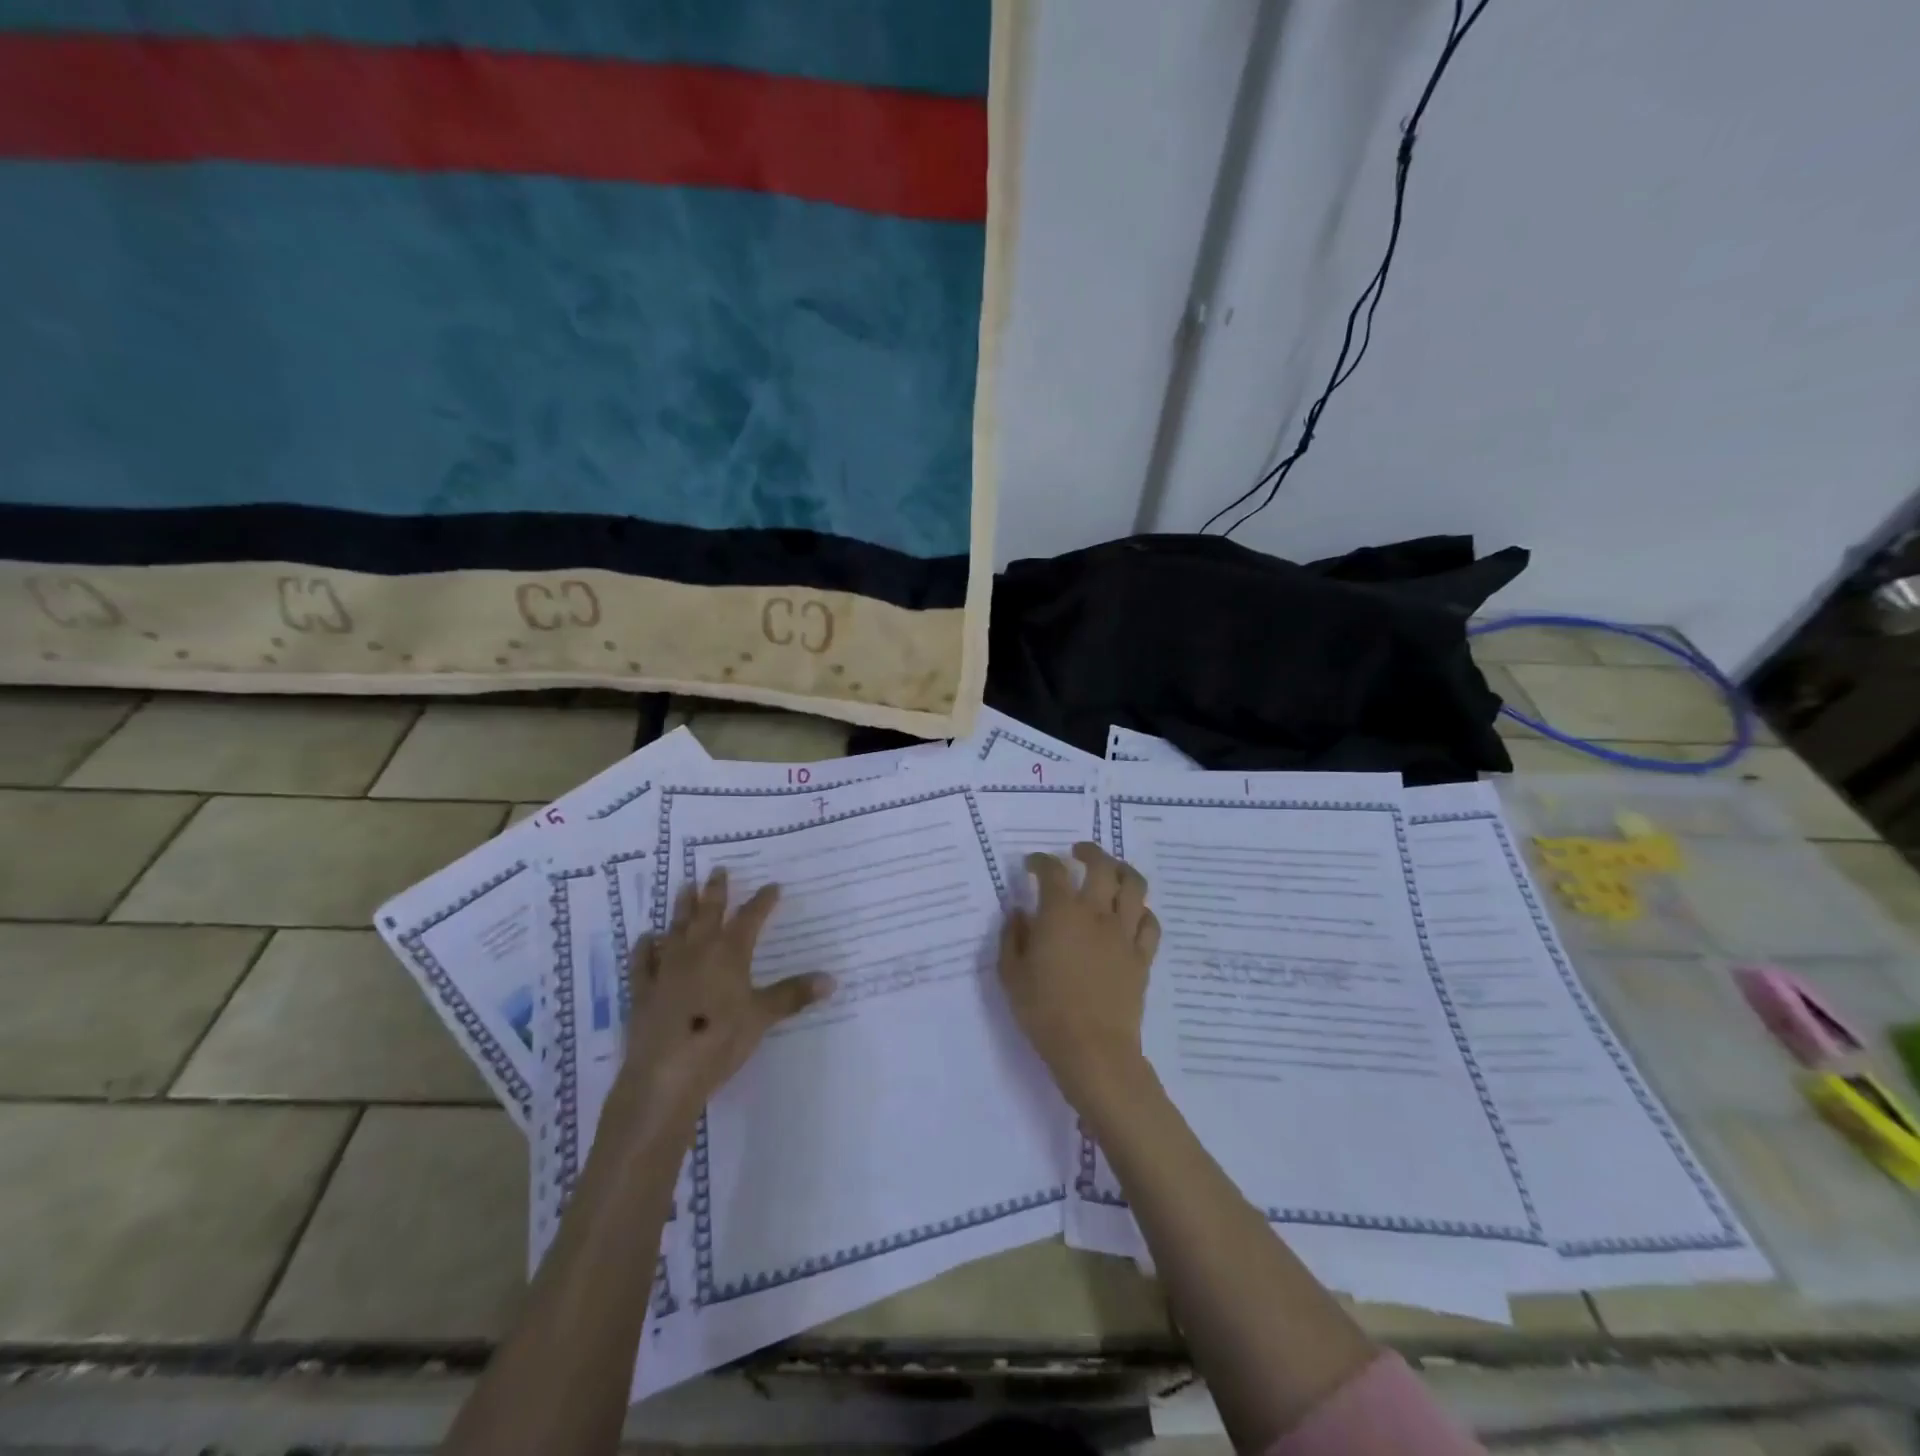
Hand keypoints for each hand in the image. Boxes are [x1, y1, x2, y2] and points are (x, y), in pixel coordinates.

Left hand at [610, 867, 833, 1138]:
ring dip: (682, 907)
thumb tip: (831, 979)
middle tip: (718, 870)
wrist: (664, 1075)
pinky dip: (645, 947)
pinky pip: (643, 961)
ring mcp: (666, 969)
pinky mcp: (643, 991)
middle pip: (708, 913)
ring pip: (676, 929)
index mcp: (729, 953)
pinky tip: (646, 937)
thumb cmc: (720, 1041)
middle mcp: (697, 952)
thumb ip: (793, 995)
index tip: (773, 887)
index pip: (750, 918)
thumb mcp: (762, 1017)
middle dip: (715, 891)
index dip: (763, 901)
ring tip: (685, 887)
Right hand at [998, 842, 1160, 1111]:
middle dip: (1089, 851)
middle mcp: (1096, 914)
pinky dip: (1141, 910)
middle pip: (1102, 866)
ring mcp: (1124, 934)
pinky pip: (1150, 923)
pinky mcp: (1142, 956)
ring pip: (1134, 886)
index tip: (1033, 863)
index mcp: (1060, 913)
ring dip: (1122, 870)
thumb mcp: (1011, 975)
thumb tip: (1020, 913)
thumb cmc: (1044, 1012)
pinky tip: (1132, 914)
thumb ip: (1012, 938)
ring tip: (1112, 871)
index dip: (1041, 861)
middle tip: (1078, 852)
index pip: (1052, 871)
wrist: (1093, 1050)